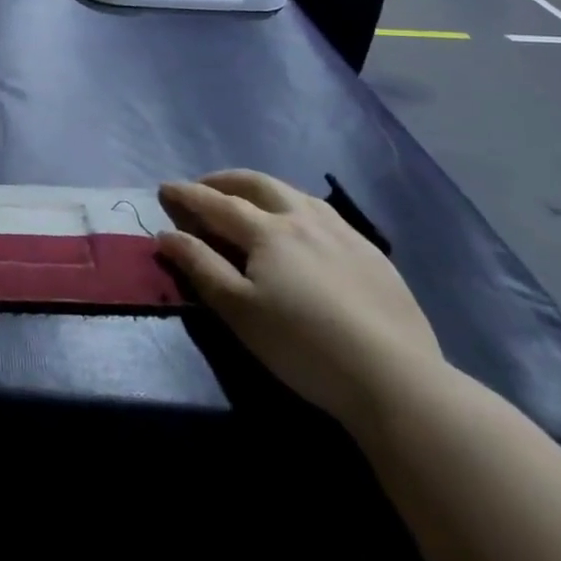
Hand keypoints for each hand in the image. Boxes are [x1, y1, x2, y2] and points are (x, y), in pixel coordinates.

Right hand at [156, 170, 444, 429]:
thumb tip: (166, 234)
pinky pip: (325, 213)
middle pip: (257, 184)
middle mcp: (304, 219)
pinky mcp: (372, 254)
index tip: (164, 188)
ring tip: (249, 199)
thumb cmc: (303, 345)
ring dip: (262, 189)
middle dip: (223, 180)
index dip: (187, 194)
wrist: (395, 379)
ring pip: (294, 193)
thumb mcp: (239, 310)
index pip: (217, 203)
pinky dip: (296, 206)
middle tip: (203, 186)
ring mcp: (343, 233)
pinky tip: (302, 226)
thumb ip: (200, 267)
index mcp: (268, 231)